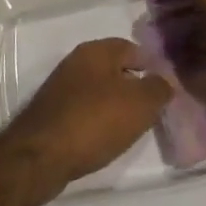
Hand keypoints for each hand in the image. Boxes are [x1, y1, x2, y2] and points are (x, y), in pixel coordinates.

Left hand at [0, 39, 172, 198]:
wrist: (40, 156)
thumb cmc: (94, 121)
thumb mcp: (140, 104)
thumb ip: (158, 88)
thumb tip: (164, 81)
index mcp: (96, 50)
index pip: (133, 48)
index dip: (152, 66)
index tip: (165, 88)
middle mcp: (76, 61)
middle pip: (114, 69)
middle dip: (133, 86)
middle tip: (152, 108)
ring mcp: (60, 87)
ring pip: (98, 90)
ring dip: (115, 104)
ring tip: (132, 126)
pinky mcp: (51, 112)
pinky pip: (83, 109)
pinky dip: (97, 120)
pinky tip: (104, 137)